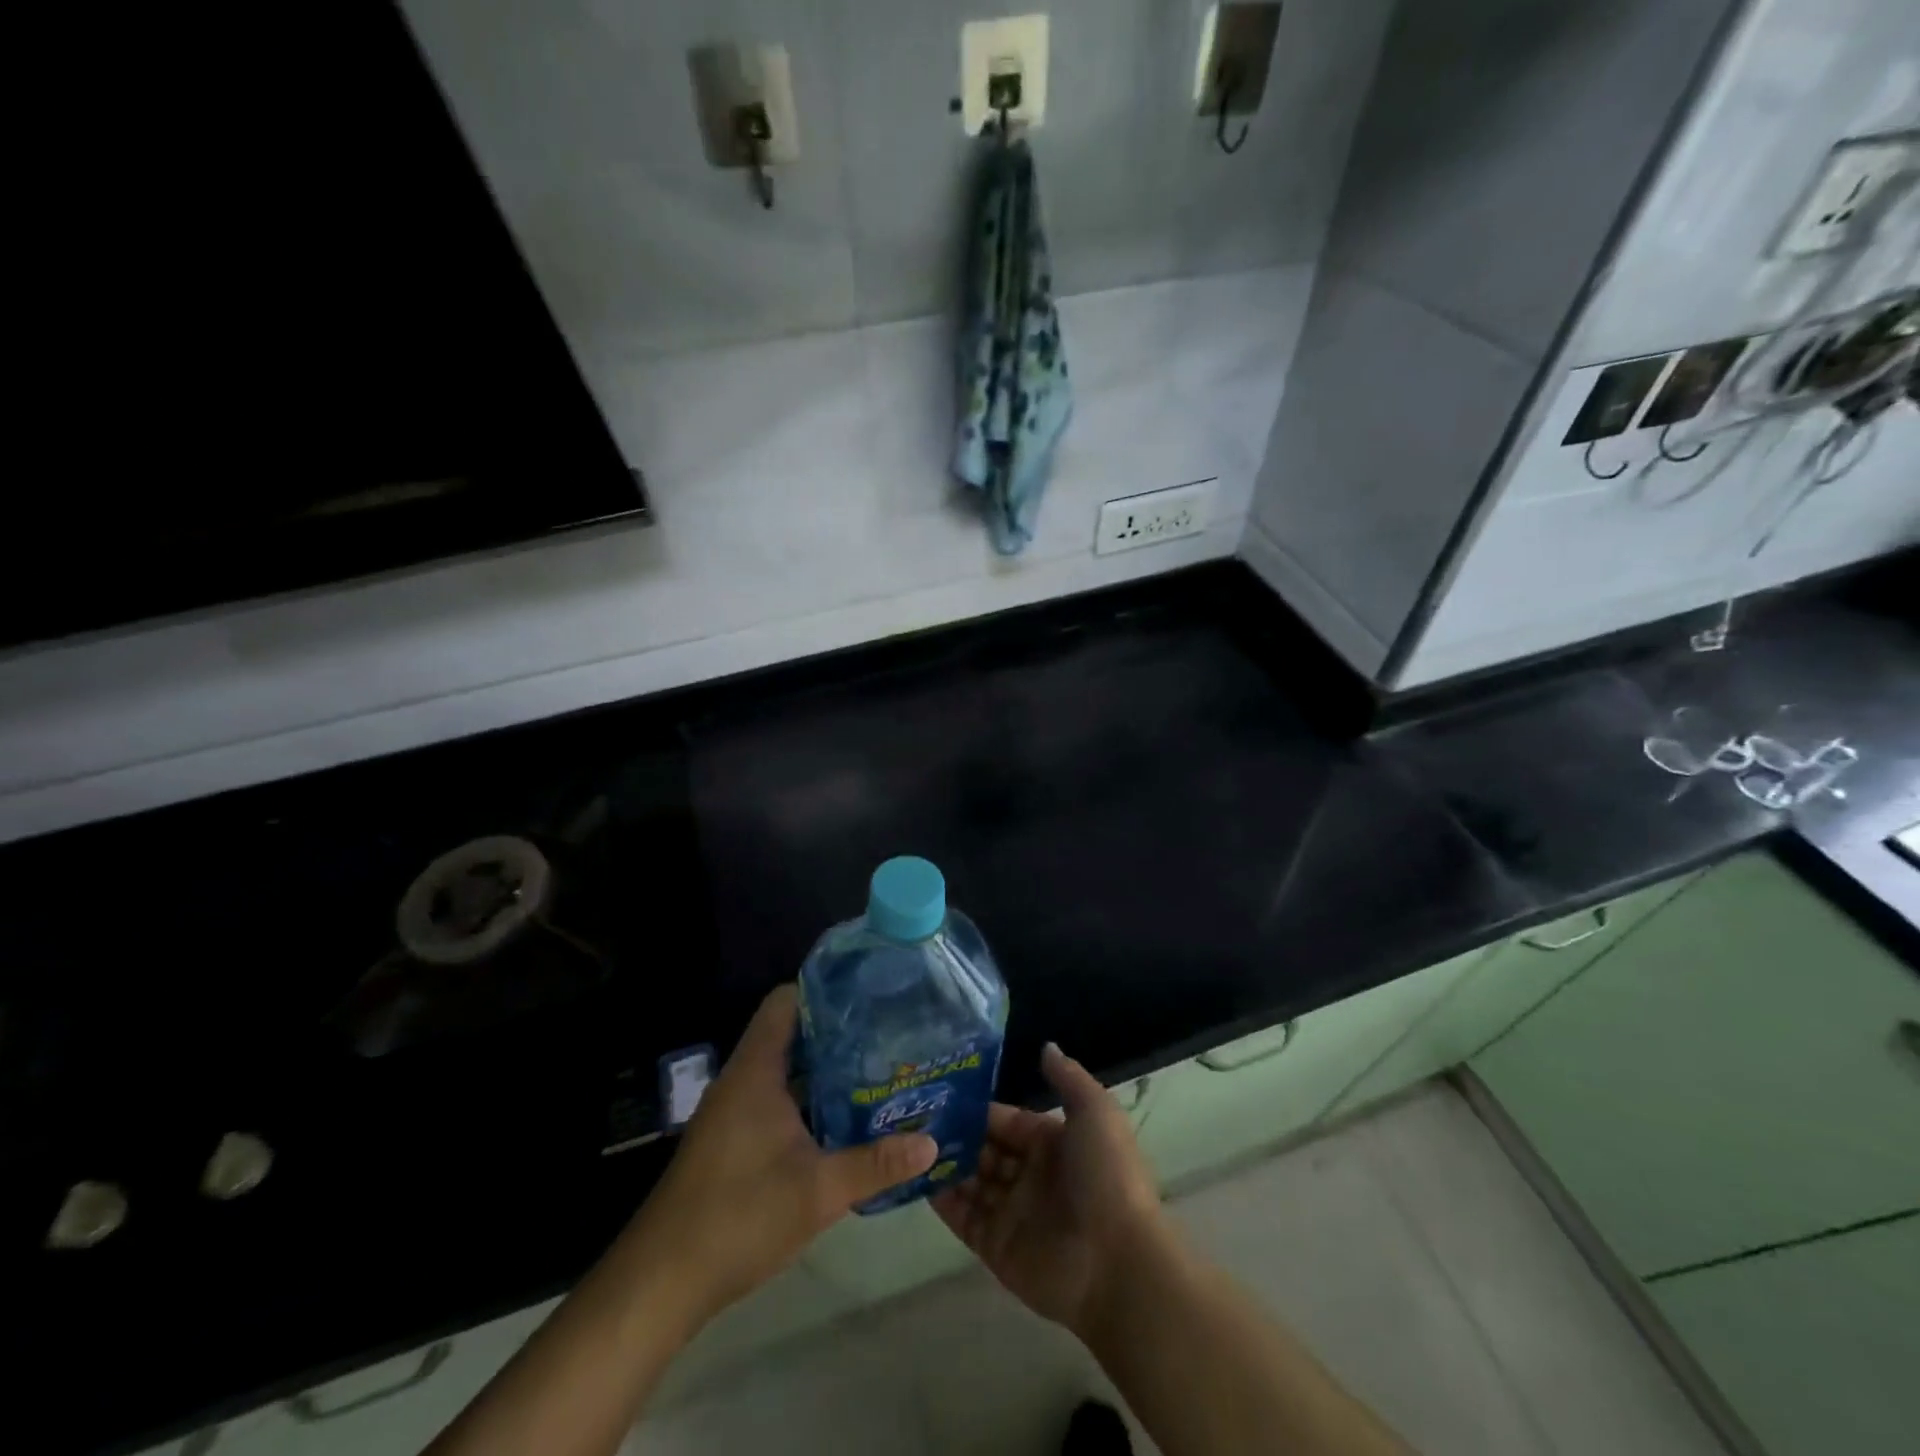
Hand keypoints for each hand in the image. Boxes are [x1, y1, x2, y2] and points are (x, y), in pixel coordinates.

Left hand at [635, 985, 936, 1322]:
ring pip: (787, 1071)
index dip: (825, 989)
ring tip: (879, 1069)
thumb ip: (875, 1164)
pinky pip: (778, 1100)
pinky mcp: (734, 1140)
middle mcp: (743, 1080)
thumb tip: (931, 1142)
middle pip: (792, 1033)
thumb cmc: (738, 1217)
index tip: (870, 992)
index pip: (786, 1001)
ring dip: (826, 1070)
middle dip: (838, 1031)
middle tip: (889, 1033)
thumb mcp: (818, 1191)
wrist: (660, 1283)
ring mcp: (736, 1111)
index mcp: (756, 1071)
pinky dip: (810, 1101)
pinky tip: (845, 1119)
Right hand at [932, 1043, 1169, 1338]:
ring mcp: (1012, 1212)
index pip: (1008, 1122)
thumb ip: (1068, 1079)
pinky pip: (962, 1217)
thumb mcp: (1096, 1113)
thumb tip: (1046, 1045)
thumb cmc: (1106, 1177)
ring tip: (906, 1142)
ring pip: (971, 1181)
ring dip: (945, 1164)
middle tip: (913, 1117)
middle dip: (956, 1136)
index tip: (942, 1094)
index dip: (980, 1110)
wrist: (1116, 1263)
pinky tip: (914, 1177)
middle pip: (985, 1150)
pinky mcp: (996, 1246)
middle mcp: (1031, 1176)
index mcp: (1053, 1145)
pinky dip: (941, 1200)